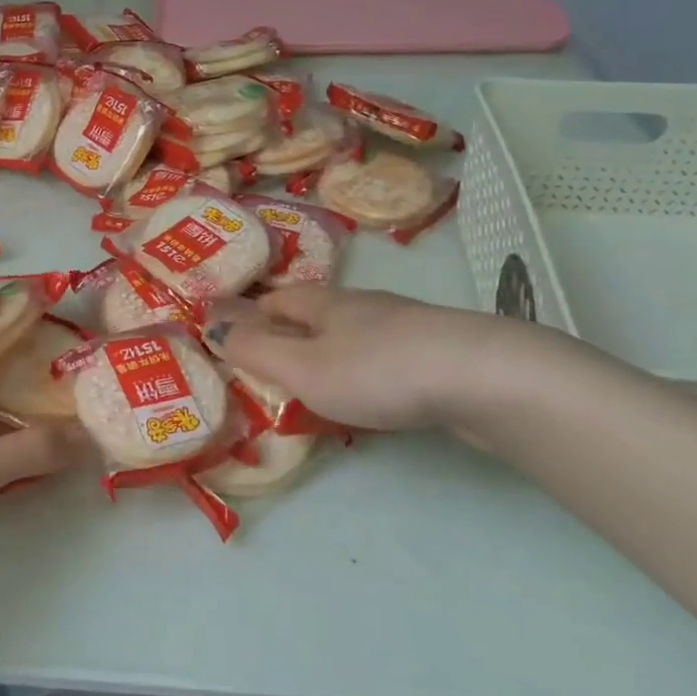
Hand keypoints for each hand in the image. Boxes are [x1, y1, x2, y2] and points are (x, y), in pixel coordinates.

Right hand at [203, 285, 519, 434]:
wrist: (484, 378)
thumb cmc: (377, 370)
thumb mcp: (302, 367)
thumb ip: (254, 350)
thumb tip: (211, 326)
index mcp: (323, 304)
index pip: (275, 300)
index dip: (251, 315)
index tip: (233, 334)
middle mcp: (361, 307)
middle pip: (313, 314)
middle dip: (289, 333)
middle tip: (269, 364)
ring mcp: (403, 329)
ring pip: (351, 336)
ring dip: (329, 354)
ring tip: (316, 384)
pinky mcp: (436, 355)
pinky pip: (384, 359)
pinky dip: (365, 372)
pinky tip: (372, 395)